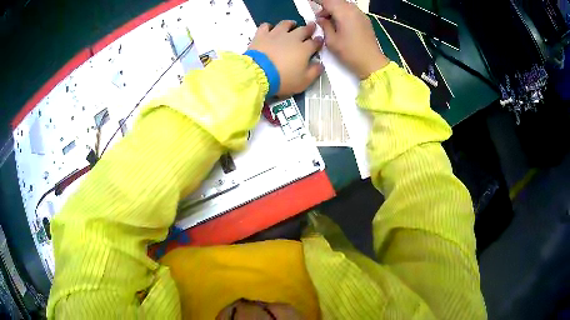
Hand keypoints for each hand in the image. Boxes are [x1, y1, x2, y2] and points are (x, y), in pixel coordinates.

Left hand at [248, 20, 323, 96]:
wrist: (258, 74)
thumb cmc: (283, 79)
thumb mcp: (303, 82)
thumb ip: (314, 72)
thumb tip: (320, 64)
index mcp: (304, 49)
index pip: (314, 43)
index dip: (318, 41)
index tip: (319, 40)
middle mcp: (292, 38)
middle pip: (303, 30)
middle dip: (309, 28)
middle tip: (311, 26)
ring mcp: (276, 34)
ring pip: (285, 24)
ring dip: (290, 24)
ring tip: (292, 24)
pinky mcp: (261, 35)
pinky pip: (266, 26)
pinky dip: (269, 27)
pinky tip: (270, 29)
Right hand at [316, 0, 388, 78]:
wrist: (371, 63)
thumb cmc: (350, 53)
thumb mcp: (332, 41)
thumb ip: (324, 26)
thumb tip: (321, 19)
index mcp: (344, 13)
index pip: (328, 1)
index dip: (318, 1)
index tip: (310, 1)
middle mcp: (353, 10)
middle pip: (337, 2)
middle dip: (326, 6)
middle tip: (320, 17)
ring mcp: (361, 15)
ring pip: (344, 5)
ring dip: (335, 9)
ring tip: (329, 21)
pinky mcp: (365, 20)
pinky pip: (351, 10)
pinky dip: (343, 12)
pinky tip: (339, 23)